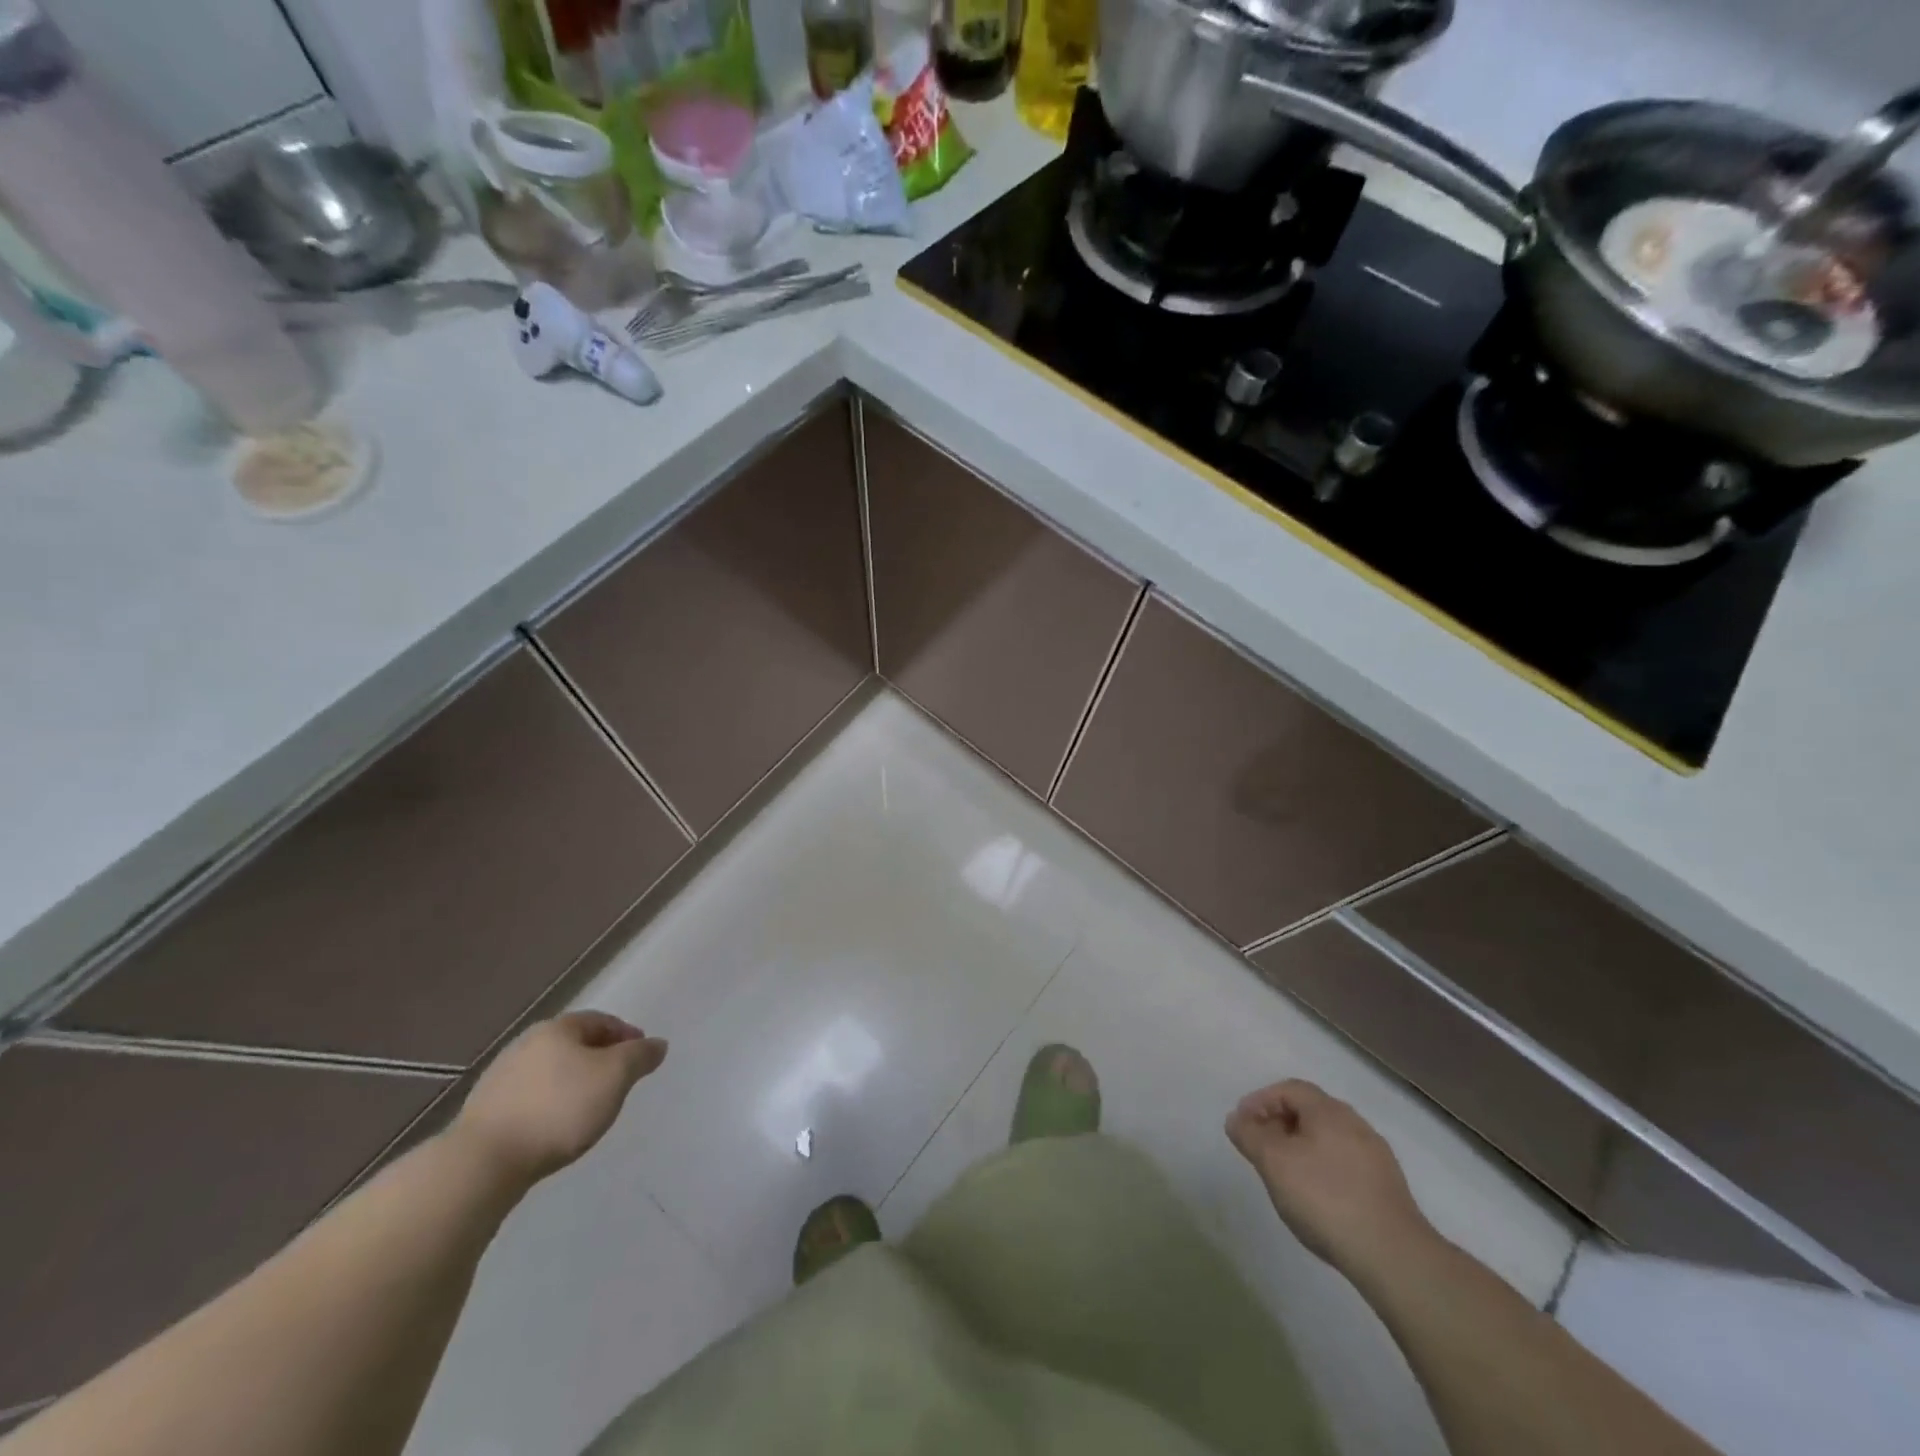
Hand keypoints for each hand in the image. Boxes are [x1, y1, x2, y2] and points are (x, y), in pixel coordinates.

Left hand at [451, 1012, 666, 1188]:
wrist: (484, 1162)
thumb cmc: (559, 1109)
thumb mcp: (615, 1077)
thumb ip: (640, 1056)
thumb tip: (657, 1044)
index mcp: (558, 1028)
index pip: (601, 1020)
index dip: (626, 1034)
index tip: (642, 1055)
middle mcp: (527, 1043)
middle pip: (573, 1043)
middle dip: (599, 1057)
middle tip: (618, 1079)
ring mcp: (500, 1076)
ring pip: (550, 1070)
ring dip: (572, 1081)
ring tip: (588, 1106)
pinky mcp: (485, 1110)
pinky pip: (530, 1096)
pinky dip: (550, 1102)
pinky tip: (555, 1125)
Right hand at [1226, 1079, 1430, 1279]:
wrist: (1394, 1256)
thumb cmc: (1325, 1198)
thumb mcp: (1273, 1163)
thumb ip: (1249, 1136)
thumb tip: (1236, 1119)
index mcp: (1329, 1111)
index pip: (1288, 1089)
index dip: (1260, 1100)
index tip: (1242, 1124)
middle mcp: (1355, 1124)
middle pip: (1310, 1111)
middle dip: (1279, 1123)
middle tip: (1259, 1147)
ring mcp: (1376, 1156)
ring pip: (1328, 1138)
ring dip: (1301, 1146)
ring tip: (1284, 1173)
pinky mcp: (1387, 1187)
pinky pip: (1345, 1162)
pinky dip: (1323, 1167)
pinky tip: (1316, 1196)